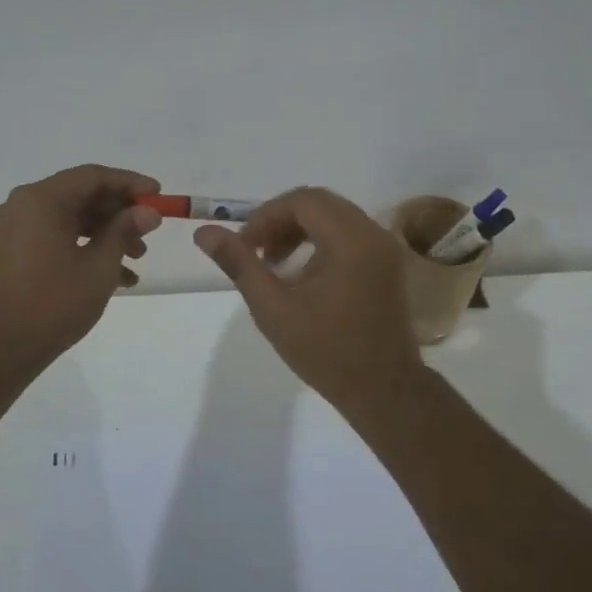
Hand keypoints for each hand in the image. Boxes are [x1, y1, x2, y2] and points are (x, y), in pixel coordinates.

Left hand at [0, 165, 162, 367]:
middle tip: (149, 232)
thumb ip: (124, 231)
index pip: (93, 176)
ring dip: (106, 233)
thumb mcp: (99, 266)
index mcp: (42, 200)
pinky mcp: (14, 251)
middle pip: (82, 195)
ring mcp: (16, 228)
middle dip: (119, 213)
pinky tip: (116, 277)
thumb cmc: (53, 303)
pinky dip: (85, 248)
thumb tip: (148, 212)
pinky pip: (56, 236)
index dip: (130, 183)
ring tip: (137, 259)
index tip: (158, 196)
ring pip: (71, 218)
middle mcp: (24, 205)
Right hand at [194, 186, 425, 414]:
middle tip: (256, 250)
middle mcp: (373, 234)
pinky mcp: (387, 264)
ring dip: (301, 229)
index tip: (245, 244)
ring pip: (335, 216)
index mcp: (350, 241)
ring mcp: (384, 248)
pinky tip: (302, 273)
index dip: (267, 215)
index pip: (303, 200)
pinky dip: (321, 240)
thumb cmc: (326, 352)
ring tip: (274, 262)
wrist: (384, 391)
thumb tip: (204, 233)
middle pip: (320, 203)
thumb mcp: (273, 309)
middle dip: (282, 220)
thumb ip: (240, 265)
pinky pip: (350, 234)